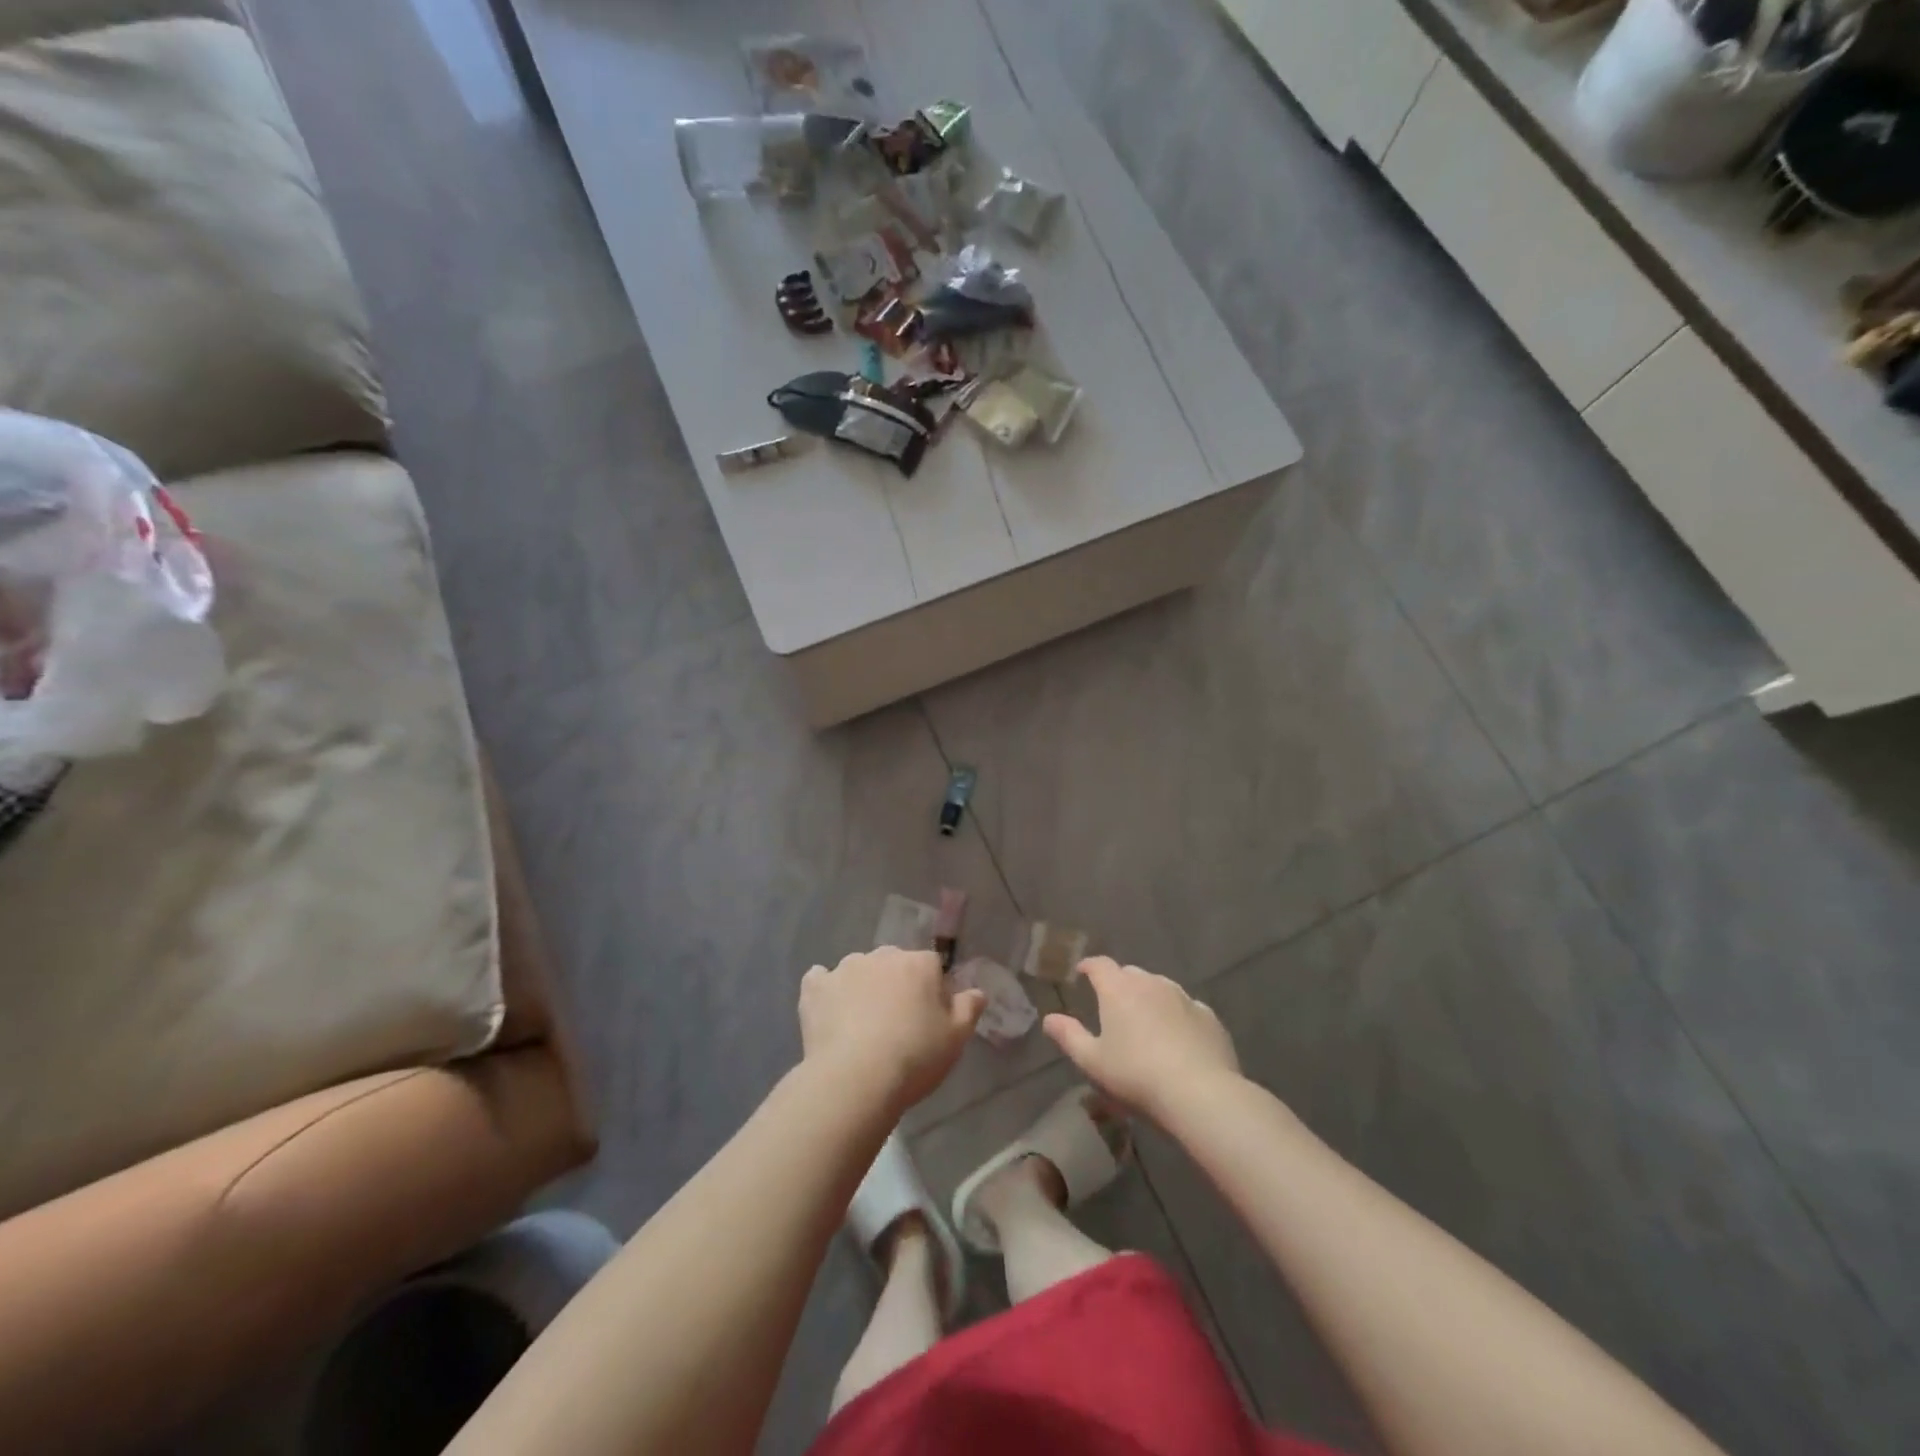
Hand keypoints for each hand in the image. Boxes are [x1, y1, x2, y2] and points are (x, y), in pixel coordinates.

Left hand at [799, 948, 984, 1112]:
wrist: (855, 1079)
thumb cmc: (914, 1057)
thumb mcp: (956, 1038)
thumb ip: (969, 1008)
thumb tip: (977, 991)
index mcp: (919, 963)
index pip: (932, 966)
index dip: (932, 991)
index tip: (929, 1019)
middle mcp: (882, 956)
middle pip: (894, 963)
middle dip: (897, 985)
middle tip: (897, 1024)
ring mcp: (845, 968)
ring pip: (859, 970)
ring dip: (863, 987)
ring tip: (861, 1026)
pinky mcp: (815, 987)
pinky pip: (821, 980)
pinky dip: (826, 991)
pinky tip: (829, 1012)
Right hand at [1043, 957, 1240, 1119]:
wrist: (1200, 1094)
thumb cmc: (1136, 1076)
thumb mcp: (1093, 1062)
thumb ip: (1069, 1036)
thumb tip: (1049, 1018)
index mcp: (1118, 989)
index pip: (1100, 965)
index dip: (1089, 967)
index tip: (1082, 973)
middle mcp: (1151, 983)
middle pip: (1130, 974)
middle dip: (1119, 984)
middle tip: (1113, 1006)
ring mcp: (1183, 997)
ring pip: (1160, 987)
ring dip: (1149, 998)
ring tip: (1145, 1022)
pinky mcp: (1208, 1016)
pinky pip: (1186, 1007)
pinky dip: (1177, 1015)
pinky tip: (1178, 1038)